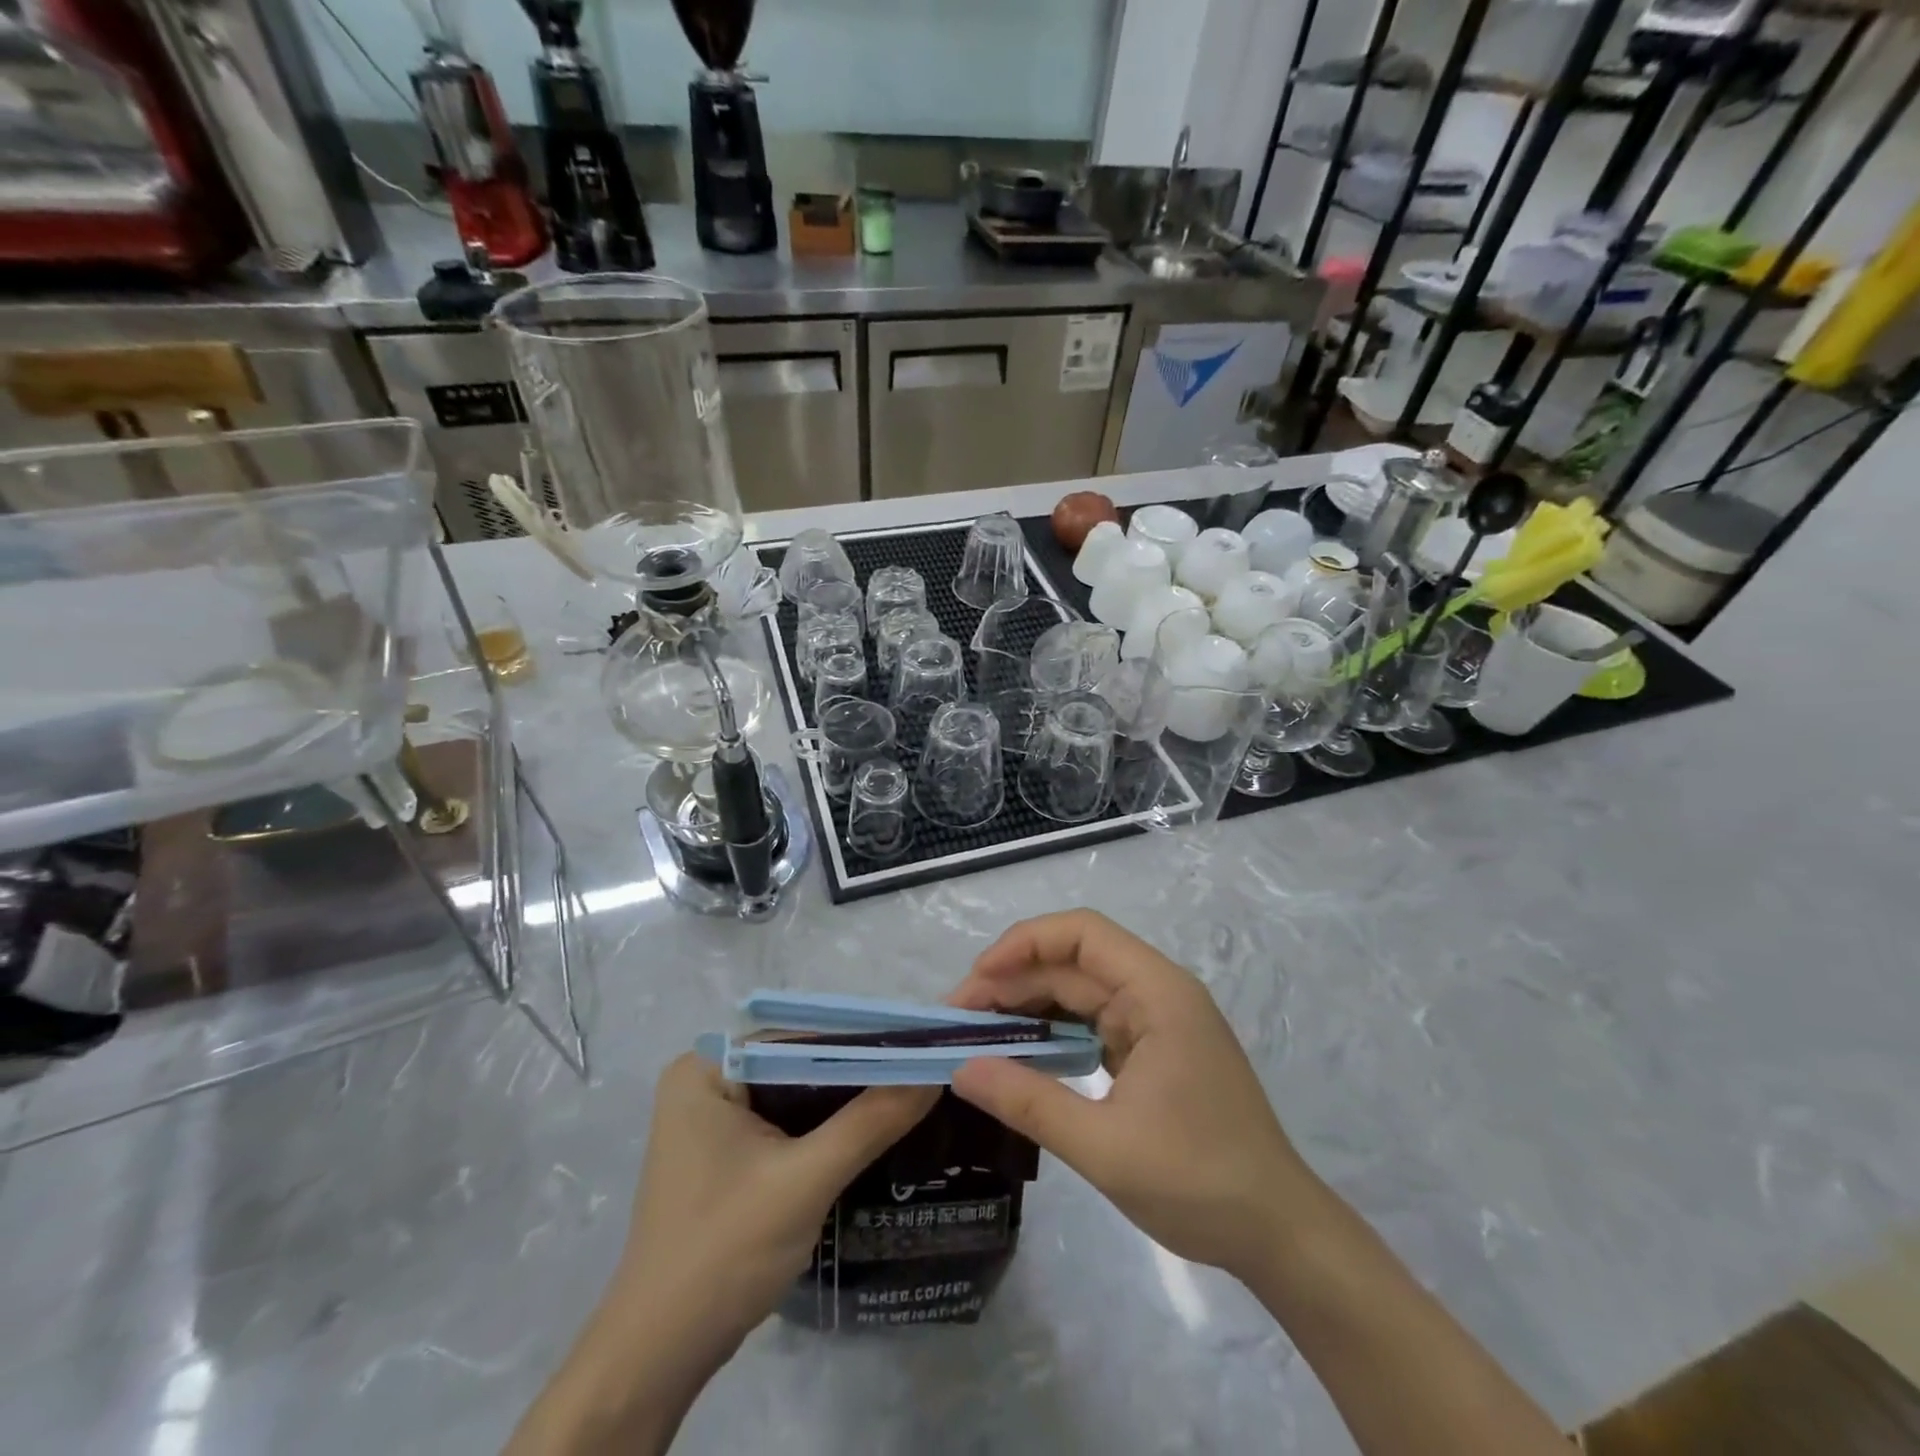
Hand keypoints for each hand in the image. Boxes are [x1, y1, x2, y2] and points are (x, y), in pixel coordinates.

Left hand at [612, 1053, 937, 1353]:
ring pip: (795, 1095)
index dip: (862, 1043)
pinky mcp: (724, 1154)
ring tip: (910, 1098)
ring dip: (845, 1104)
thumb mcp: (806, 1180)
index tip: (920, 1050)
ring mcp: (712, 1120)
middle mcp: (705, 1080)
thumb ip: (871, 1121)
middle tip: (922, 1076)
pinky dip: (824, 1130)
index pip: (800, 1037)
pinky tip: (870, 1135)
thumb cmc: (724, 1252)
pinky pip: (785, 1124)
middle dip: (857, 1074)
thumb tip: (934, 1074)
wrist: (660, 1357)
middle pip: (798, 1063)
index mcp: (707, 1068)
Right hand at [949, 910, 1319, 1281]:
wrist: (1277, 1233)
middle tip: (959, 1020)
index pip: (1081, 934)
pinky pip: (1092, 1021)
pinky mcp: (1152, 1048)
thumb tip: (960, 1068)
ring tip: (979, 1033)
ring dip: (1029, 1005)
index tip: (977, 980)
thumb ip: (1028, 1101)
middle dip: (1014, 981)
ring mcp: (1156, 1020)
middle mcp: (1157, 992)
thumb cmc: (1199, 1183)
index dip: (1023, 943)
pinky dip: (1053, 1031)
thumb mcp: (1104, 1147)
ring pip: (1079, 990)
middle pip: (1074, 962)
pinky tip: (1021, 1052)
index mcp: (1157, 992)